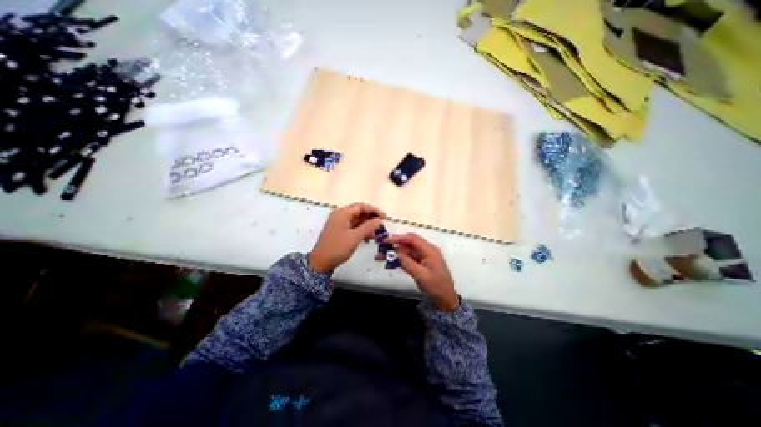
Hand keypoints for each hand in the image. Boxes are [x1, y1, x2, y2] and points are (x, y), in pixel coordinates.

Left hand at [306, 202, 385, 272]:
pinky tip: (368, 237)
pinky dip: (361, 230)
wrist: (320, 262)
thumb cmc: (337, 248)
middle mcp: (340, 216)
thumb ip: (368, 227)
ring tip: (377, 233)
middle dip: (371, 218)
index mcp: (342, 213)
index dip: (374, 210)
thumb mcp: (355, 237)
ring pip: (357, 220)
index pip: (361, 206)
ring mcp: (339, 223)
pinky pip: (353, 227)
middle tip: (381, 226)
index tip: (384, 217)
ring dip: (367, 225)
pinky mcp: (339, 231)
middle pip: (359, 212)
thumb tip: (379, 220)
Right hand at [380, 233, 457, 309]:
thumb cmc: (436, 286)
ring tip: (380, 257)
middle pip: (407, 244)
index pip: (412, 238)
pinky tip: (388, 264)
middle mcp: (425, 250)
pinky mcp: (419, 264)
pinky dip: (398, 260)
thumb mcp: (421, 275)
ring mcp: (421, 257)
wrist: (445, 299)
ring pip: (405, 251)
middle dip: (393, 245)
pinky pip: (406, 259)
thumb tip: (395, 253)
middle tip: (380, 248)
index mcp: (429, 250)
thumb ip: (408, 263)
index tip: (386, 240)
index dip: (398, 238)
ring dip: (393, 253)